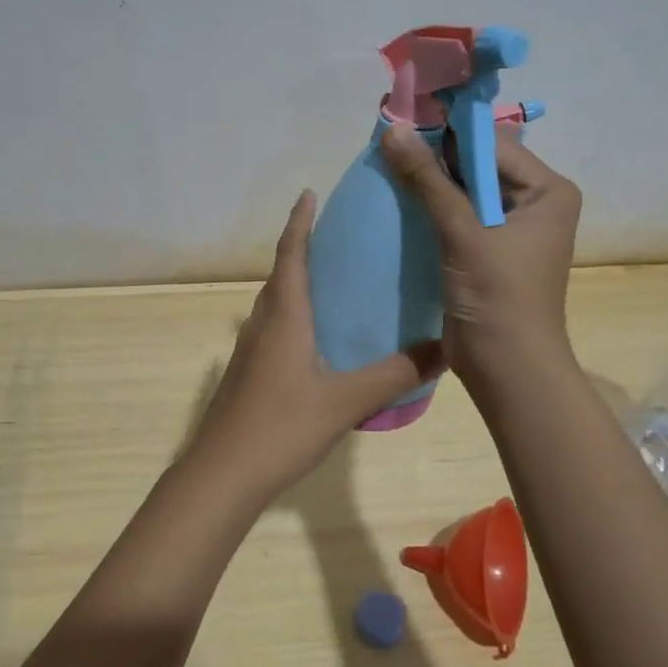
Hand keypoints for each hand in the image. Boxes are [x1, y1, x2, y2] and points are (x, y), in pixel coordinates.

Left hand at [176, 190, 445, 503]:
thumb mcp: (345, 400)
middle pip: (281, 274)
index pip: (291, 254)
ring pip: (275, 303)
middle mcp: (262, 324)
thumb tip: (444, 347)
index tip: (308, 193)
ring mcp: (250, 350)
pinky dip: (293, 315)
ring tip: (331, 281)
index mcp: (284, 316)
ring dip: (296, 282)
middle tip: (335, 236)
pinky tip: (316, 339)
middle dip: (302, 248)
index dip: (299, 222)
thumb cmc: (281, 426)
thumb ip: (394, 374)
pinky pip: (273, 328)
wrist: (223, 473)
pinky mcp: (247, 373)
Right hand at [379, 123, 582, 387]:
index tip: (403, 123)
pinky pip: (458, 216)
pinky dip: (431, 209)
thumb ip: (428, 180)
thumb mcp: (463, 232)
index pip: (493, 146)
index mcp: (548, 191)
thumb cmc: (498, 295)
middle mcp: (535, 202)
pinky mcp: (488, 250)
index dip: (449, 133)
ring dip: (430, 183)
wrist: (507, 368)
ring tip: (387, 167)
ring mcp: (511, 228)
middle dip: (435, 157)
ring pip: (464, 191)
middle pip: (479, 165)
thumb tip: (392, 131)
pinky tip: (399, 201)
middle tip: (388, 145)